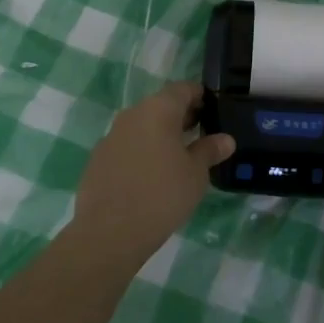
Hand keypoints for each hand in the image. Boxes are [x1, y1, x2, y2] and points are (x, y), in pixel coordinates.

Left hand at [71, 82, 233, 268]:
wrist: (108, 233)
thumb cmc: (161, 195)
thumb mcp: (195, 174)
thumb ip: (210, 150)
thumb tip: (225, 139)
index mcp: (158, 109)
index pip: (183, 89)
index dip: (200, 96)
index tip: (213, 111)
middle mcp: (132, 114)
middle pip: (161, 105)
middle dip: (181, 117)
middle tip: (201, 136)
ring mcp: (111, 136)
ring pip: (143, 126)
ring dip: (160, 135)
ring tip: (178, 158)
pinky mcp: (98, 159)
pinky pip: (127, 145)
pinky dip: (142, 152)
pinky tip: (151, 176)